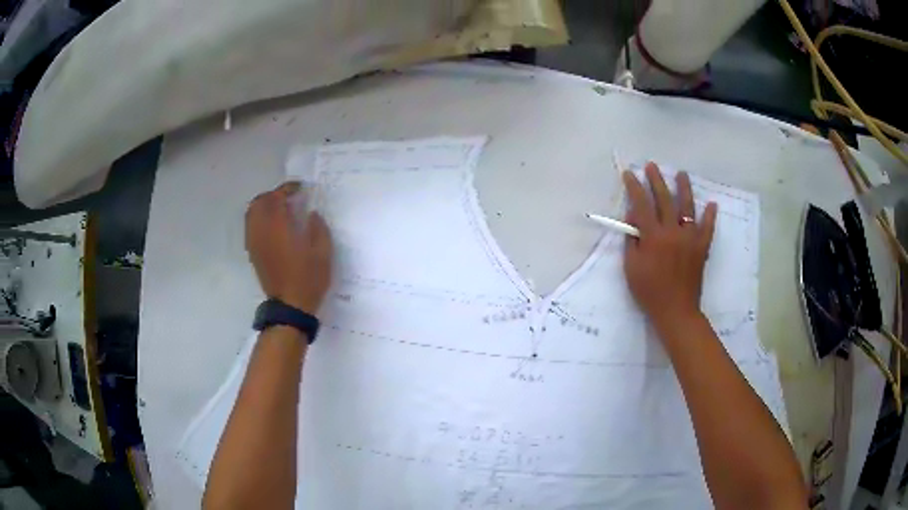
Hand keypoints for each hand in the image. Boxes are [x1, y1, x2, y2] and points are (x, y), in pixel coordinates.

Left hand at [245, 182, 332, 314]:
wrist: (290, 306)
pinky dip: (260, 219)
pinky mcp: (253, 253)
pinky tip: (273, 226)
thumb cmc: (309, 278)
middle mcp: (262, 231)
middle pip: (259, 202)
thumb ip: (318, 227)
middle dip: (273, 195)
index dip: (288, 188)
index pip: (277, 197)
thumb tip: (311, 213)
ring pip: (252, 214)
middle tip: (289, 197)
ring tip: (280, 209)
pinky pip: (251, 227)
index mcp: (279, 227)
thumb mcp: (323, 252)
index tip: (300, 188)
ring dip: (264, 206)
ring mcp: (255, 242)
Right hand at [622, 163, 716, 330]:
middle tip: (652, 165)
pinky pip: (708, 228)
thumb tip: (634, 218)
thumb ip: (632, 240)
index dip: (634, 187)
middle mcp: (672, 231)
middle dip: (657, 180)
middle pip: (664, 199)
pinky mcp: (702, 247)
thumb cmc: (649, 291)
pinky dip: (710, 216)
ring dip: (684, 188)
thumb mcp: (631, 267)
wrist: (676, 310)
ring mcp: (690, 238)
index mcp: (653, 236)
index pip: (641, 204)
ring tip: (682, 173)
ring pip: (688, 207)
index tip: (629, 174)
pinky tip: (712, 204)